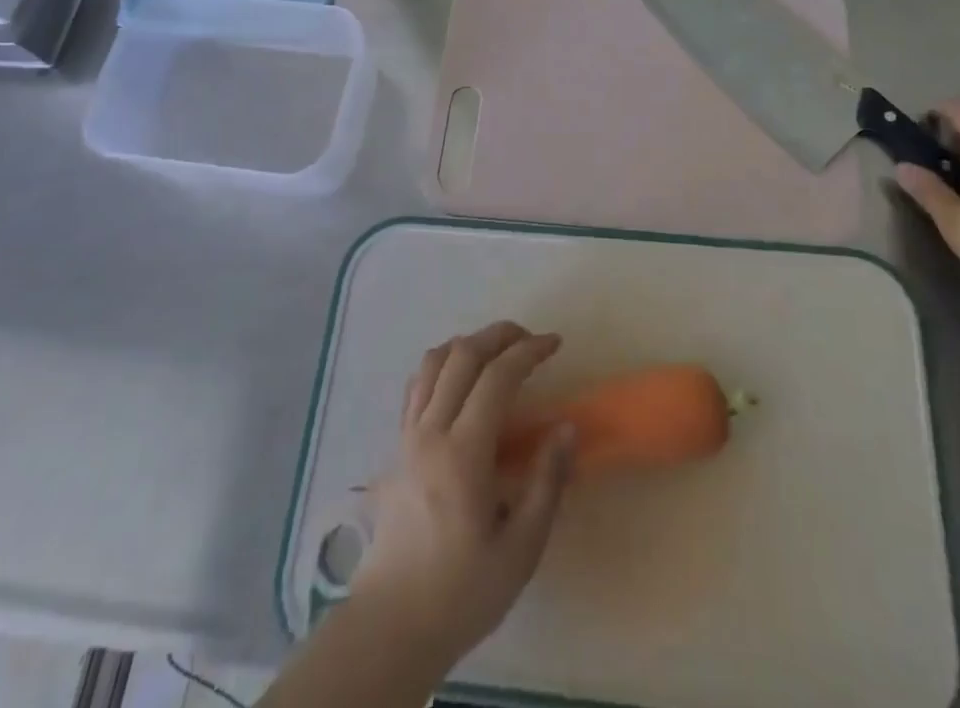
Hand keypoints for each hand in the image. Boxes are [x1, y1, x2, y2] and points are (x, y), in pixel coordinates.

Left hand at [349, 321, 574, 674]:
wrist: (392, 624)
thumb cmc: (462, 591)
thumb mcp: (520, 549)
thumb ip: (546, 482)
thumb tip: (567, 428)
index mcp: (463, 453)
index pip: (497, 377)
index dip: (528, 351)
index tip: (554, 344)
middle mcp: (431, 431)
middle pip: (463, 355)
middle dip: (500, 335)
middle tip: (531, 339)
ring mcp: (407, 435)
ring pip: (433, 361)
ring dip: (468, 343)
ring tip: (498, 351)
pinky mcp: (396, 446)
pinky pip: (417, 384)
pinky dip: (442, 364)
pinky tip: (460, 379)